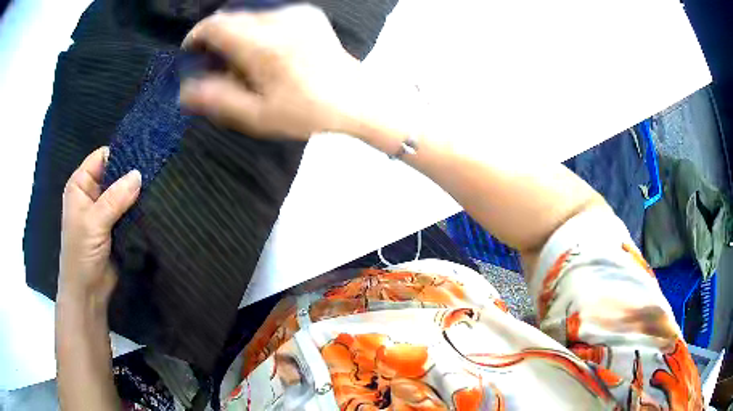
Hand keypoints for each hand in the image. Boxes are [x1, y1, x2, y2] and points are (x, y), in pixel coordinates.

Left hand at [58, 147, 140, 305]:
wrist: (88, 292)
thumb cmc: (82, 253)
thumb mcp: (94, 222)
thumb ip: (115, 198)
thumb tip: (139, 175)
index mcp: (81, 185)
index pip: (102, 158)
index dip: (120, 154)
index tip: (143, 155)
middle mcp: (92, 193)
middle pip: (114, 173)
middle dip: (131, 174)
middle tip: (155, 171)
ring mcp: (104, 210)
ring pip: (123, 192)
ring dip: (136, 193)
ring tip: (158, 187)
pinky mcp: (116, 226)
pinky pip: (129, 210)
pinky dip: (138, 208)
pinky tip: (153, 204)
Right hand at [180, 5, 363, 138]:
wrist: (355, 98)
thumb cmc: (306, 112)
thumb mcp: (256, 116)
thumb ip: (216, 100)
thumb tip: (184, 92)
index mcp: (262, 45)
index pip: (214, 26)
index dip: (196, 37)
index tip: (191, 54)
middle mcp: (278, 20)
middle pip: (230, 17)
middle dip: (215, 38)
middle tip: (215, 64)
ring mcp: (296, 13)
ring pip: (249, 14)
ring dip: (236, 33)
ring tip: (241, 61)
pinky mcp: (308, 13)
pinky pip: (269, 14)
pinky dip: (257, 28)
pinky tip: (265, 50)